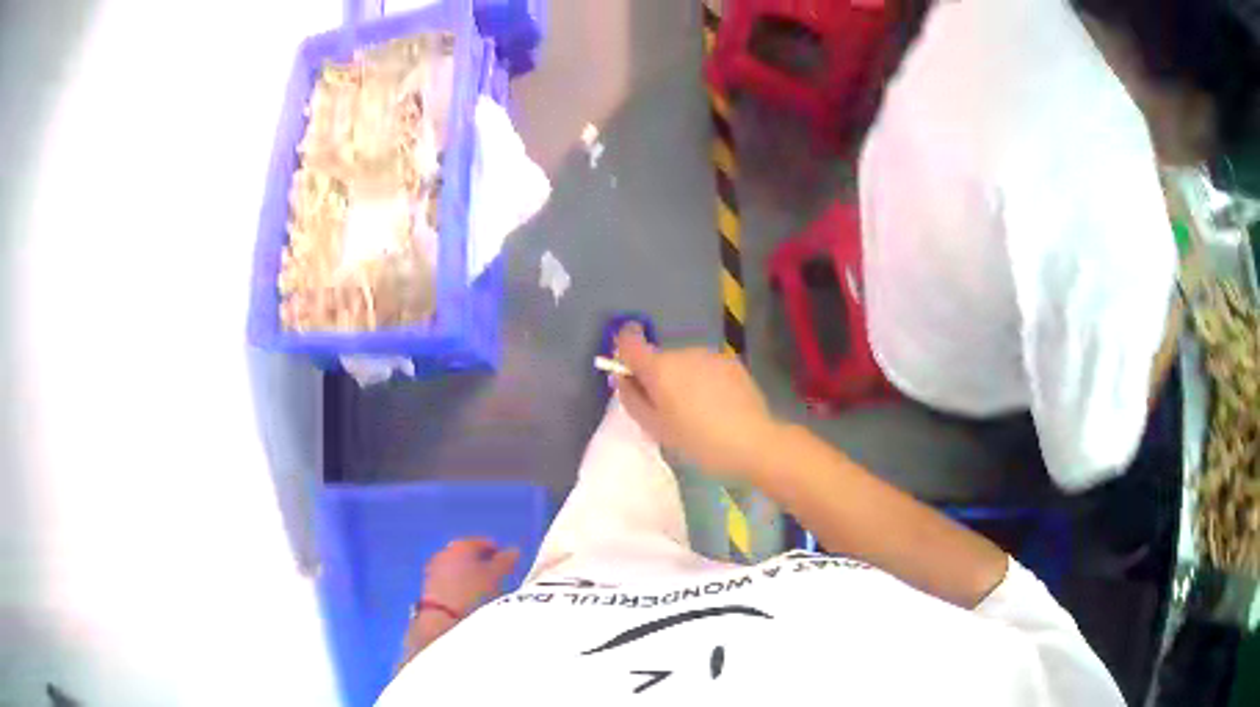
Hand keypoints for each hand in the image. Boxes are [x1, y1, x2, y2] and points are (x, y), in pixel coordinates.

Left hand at [422, 538, 519, 614]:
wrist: (444, 617)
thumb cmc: (474, 592)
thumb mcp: (496, 576)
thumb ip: (506, 561)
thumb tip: (514, 550)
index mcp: (462, 544)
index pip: (484, 542)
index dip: (498, 552)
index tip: (509, 565)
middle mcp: (445, 551)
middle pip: (469, 553)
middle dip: (483, 563)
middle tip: (498, 577)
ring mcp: (435, 568)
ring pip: (458, 567)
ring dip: (471, 575)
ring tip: (485, 590)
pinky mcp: (429, 584)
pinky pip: (450, 579)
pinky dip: (460, 584)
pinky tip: (469, 597)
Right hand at [613, 324, 781, 480]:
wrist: (753, 442)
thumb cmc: (698, 441)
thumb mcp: (656, 428)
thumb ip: (632, 399)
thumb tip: (622, 377)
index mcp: (659, 368)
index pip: (629, 342)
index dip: (622, 350)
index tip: (628, 370)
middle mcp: (683, 353)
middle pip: (659, 359)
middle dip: (658, 378)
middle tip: (669, 412)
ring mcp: (710, 355)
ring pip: (685, 363)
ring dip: (683, 380)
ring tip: (698, 412)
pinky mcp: (732, 362)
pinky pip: (706, 368)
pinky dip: (705, 381)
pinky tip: (718, 406)